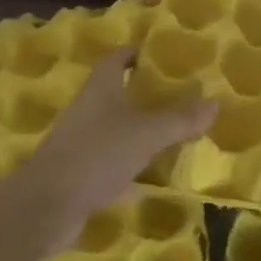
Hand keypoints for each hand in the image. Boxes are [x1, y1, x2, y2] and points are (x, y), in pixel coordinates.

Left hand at [13, 49, 216, 246]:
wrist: (45, 207)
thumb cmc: (96, 155)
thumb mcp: (146, 134)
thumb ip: (180, 119)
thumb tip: (215, 102)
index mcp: (100, 90)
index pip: (116, 59)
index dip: (136, 53)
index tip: (160, 54)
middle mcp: (88, 111)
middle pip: (116, 94)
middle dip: (144, 93)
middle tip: (179, 95)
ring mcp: (81, 144)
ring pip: (115, 130)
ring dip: (139, 131)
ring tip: (173, 133)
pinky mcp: (79, 175)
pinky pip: (111, 165)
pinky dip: (131, 169)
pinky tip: (153, 179)